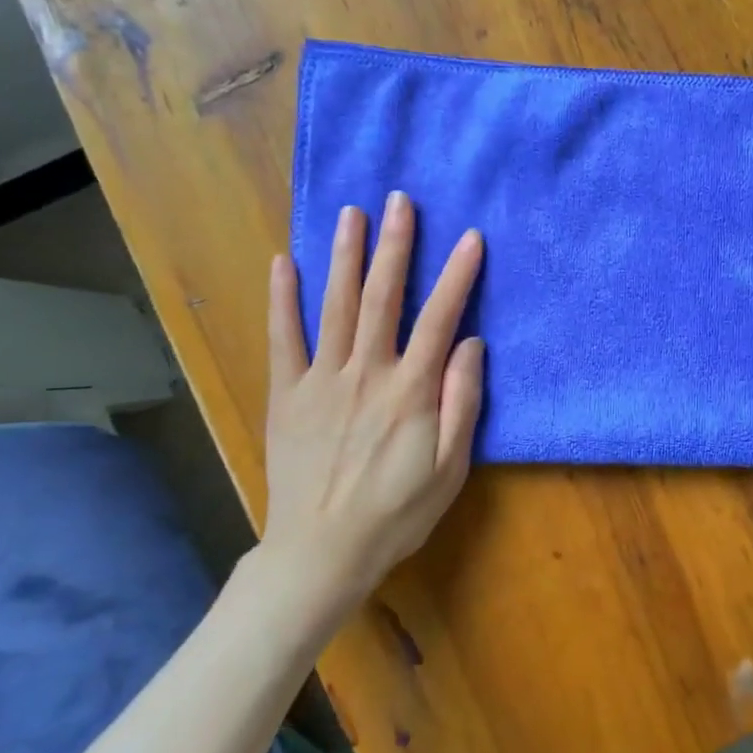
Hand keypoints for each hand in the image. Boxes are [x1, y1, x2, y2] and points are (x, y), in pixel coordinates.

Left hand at [260, 192, 484, 611]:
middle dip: (395, 245)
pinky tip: (282, 262)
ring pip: (335, 306)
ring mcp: (321, 380)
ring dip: (345, 256)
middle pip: (383, 297)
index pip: (440, 319)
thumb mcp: (450, 467)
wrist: (321, 552)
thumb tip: (471, 344)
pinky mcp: (286, 395)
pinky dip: (281, 299)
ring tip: (351, 213)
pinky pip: (282, 339)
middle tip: (400, 200)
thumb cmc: (397, 512)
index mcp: (410, 390)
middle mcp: (366, 373)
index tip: (470, 238)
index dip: (457, 276)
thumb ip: (463, 401)